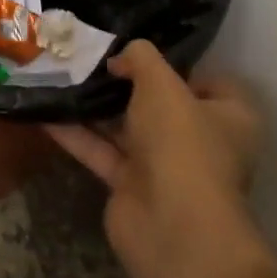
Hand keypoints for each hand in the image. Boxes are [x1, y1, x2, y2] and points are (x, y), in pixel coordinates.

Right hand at [46, 40, 266, 277]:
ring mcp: (166, 167)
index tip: (139, 50)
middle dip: (126, 83)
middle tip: (89, 57)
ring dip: (97, 107)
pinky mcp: (133, 187)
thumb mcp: (162, 84)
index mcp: (230, 117)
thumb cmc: (181, 143)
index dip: (177, 64)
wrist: (172, 227)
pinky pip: (103, 152)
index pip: (208, 81)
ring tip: (61, 75)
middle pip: (161, 104)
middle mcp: (202, 141)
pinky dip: (77, 134)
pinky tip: (47, 112)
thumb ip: (141, 58)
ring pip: (127, 128)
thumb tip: (121, 58)